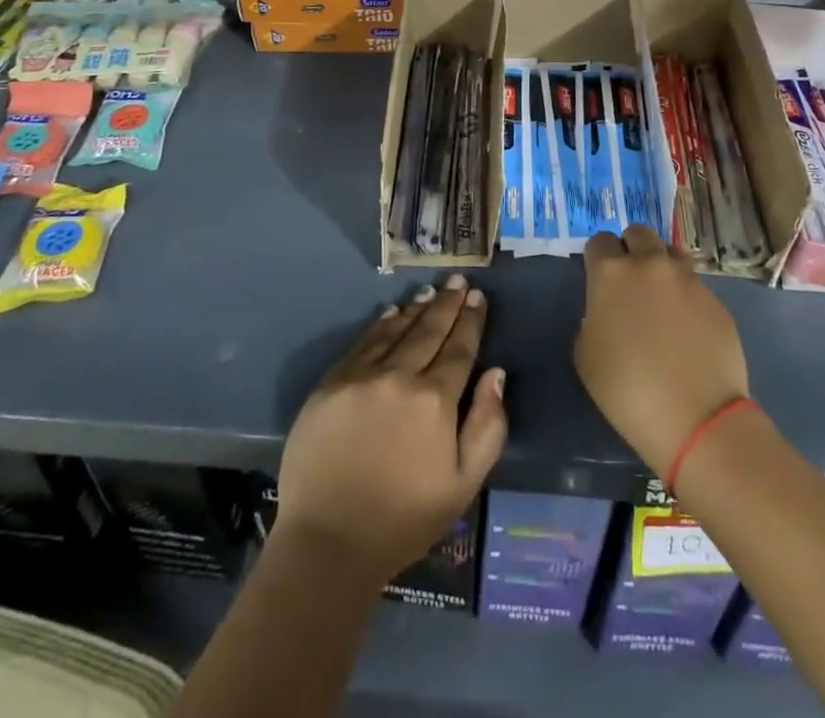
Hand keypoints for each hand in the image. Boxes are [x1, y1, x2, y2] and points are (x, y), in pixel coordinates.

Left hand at [275, 275, 506, 581]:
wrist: (328, 543)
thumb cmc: (404, 519)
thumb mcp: (463, 484)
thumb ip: (488, 426)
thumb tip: (496, 373)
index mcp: (435, 400)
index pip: (459, 349)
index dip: (471, 321)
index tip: (479, 298)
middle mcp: (399, 376)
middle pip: (429, 331)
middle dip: (448, 304)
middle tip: (459, 282)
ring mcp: (361, 376)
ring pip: (396, 331)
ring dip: (417, 309)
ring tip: (431, 292)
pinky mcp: (330, 384)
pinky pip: (362, 343)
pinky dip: (381, 325)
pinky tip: (392, 313)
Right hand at [574, 225, 748, 473]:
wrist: (697, 419)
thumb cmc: (628, 391)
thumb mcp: (586, 356)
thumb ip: (592, 318)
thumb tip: (607, 311)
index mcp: (612, 273)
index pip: (599, 241)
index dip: (597, 259)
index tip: (599, 280)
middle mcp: (650, 264)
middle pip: (638, 233)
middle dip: (631, 249)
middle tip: (630, 282)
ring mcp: (688, 279)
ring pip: (671, 252)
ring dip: (662, 266)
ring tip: (661, 298)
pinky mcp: (716, 300)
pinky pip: (695, 286)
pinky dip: (686, 297)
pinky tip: (687, 329)